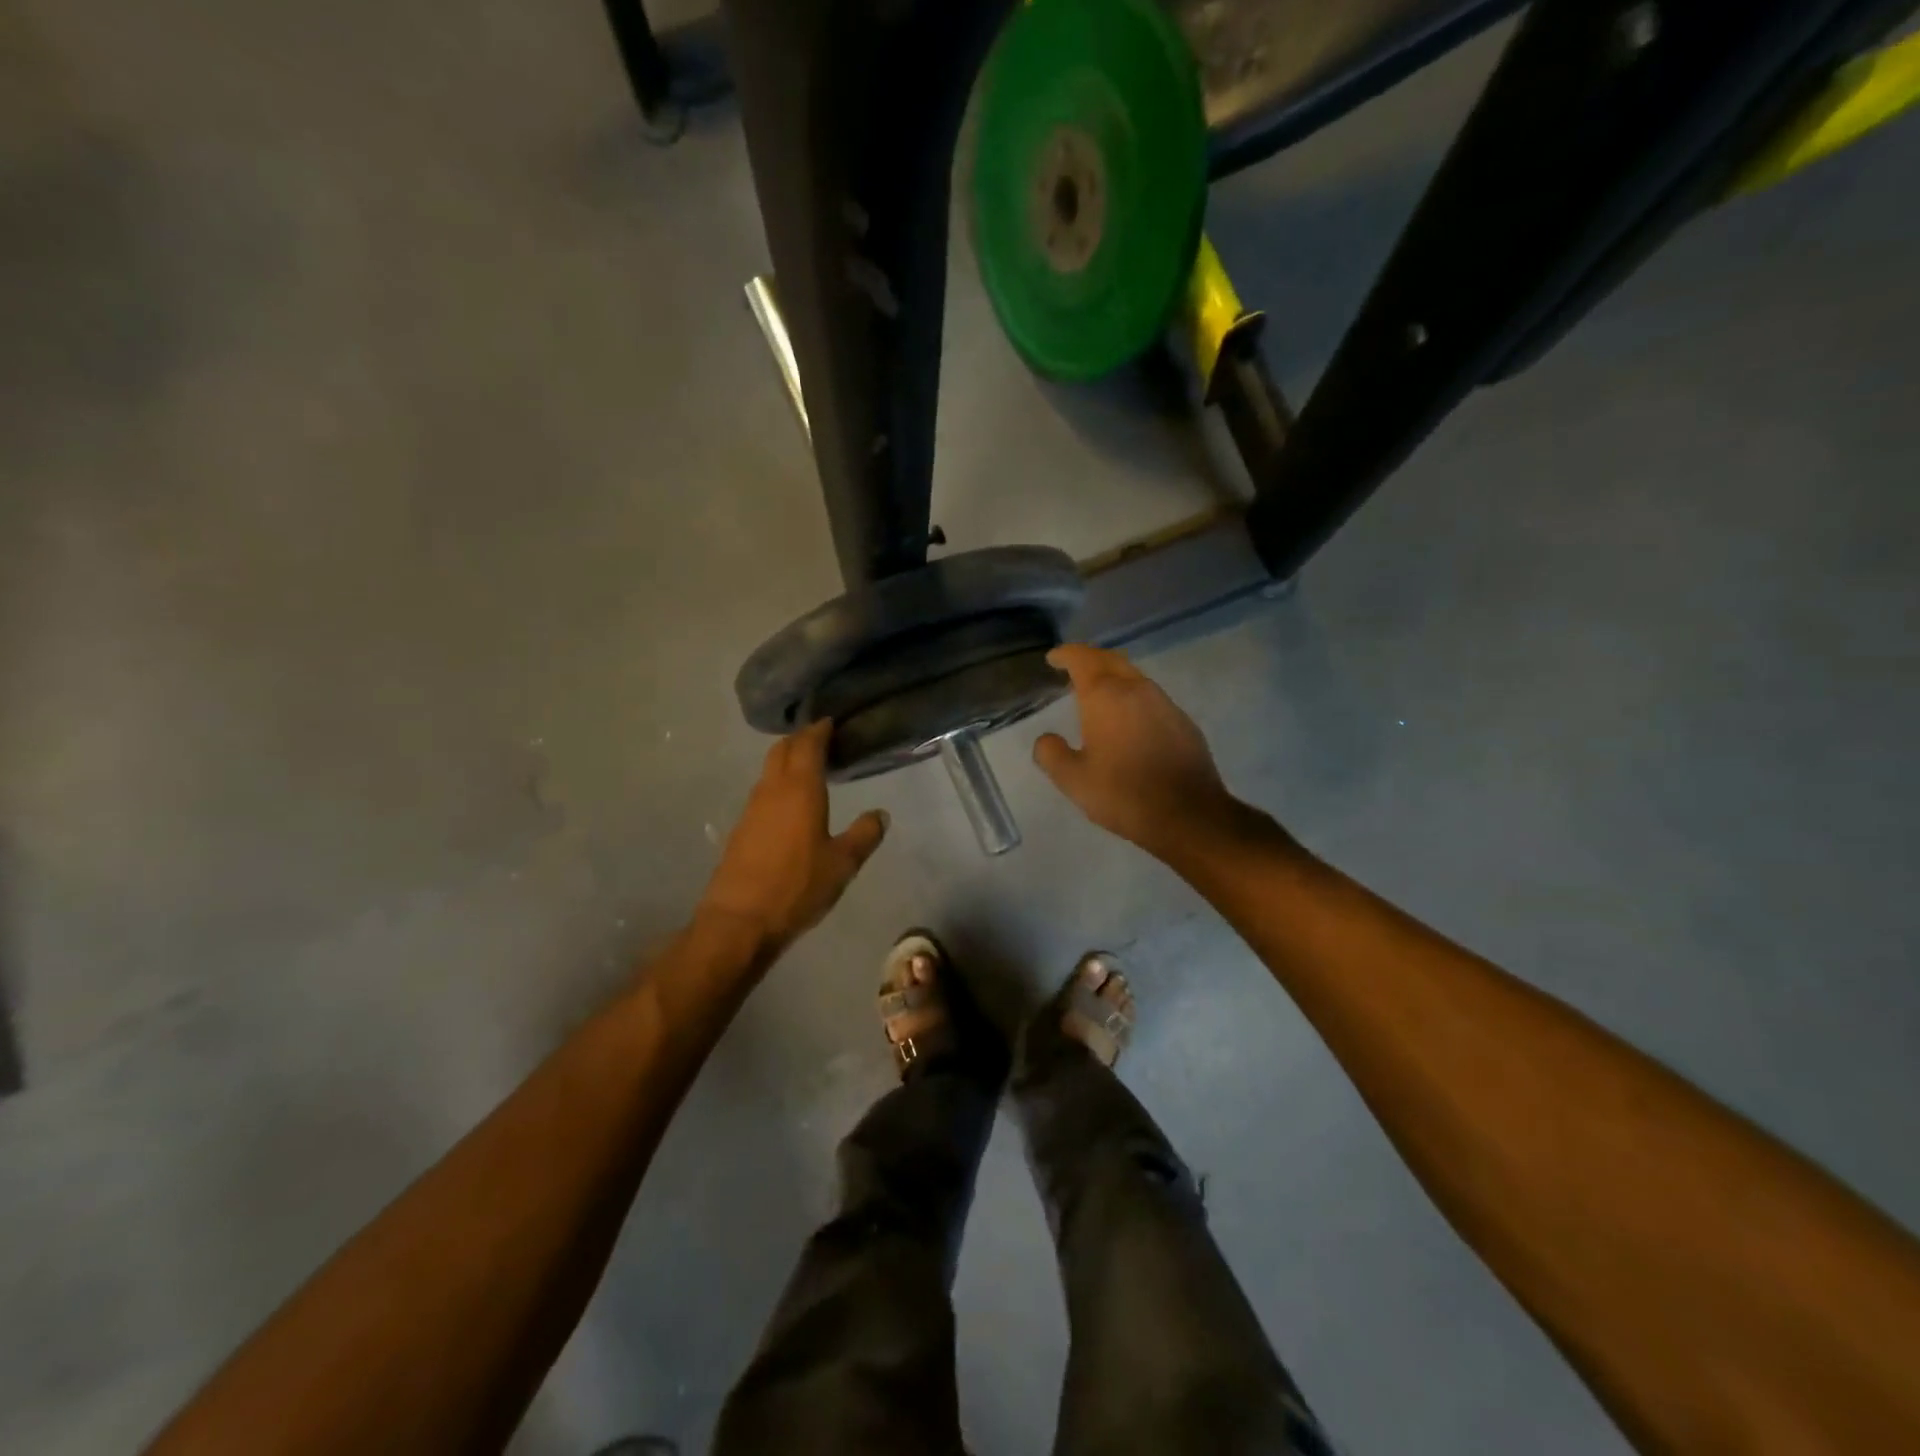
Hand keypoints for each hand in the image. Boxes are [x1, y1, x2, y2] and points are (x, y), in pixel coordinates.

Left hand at [699, 721, 888, 952]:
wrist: (739, 920)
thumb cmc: (797, 886)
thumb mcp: (842, 864)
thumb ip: (864, 835)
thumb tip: (880, 814)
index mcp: (800, 789)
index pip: (808, 744)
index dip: (819, 729)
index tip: (831, 721)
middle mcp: (772, 789)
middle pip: (782, 749)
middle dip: (800, 739)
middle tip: (822, 740)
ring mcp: (751, 808)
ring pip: (769, 770)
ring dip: (787, 761)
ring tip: (810, 768)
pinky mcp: (741, 828)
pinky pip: (762, 792)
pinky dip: (778, 784)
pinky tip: (791, 803)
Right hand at [1033, 645, 1245, 859]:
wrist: (1188, 815)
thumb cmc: (1123, 794)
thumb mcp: (1073, 780)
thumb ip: (1051, 754)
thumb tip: (1046, 739)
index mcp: (1106, 696)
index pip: (1082, 658)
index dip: (1065, 654)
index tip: (1053, 658)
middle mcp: (1137, 689)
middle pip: (1111, 660)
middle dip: (1089, 659)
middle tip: (1073, 669)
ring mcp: (1165, 704)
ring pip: (1134, 677)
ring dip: (1113, 678)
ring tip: (1098, 695)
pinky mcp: (1183, 722)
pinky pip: (1151, 699)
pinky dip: (1133, 699)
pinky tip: (1128, 722)